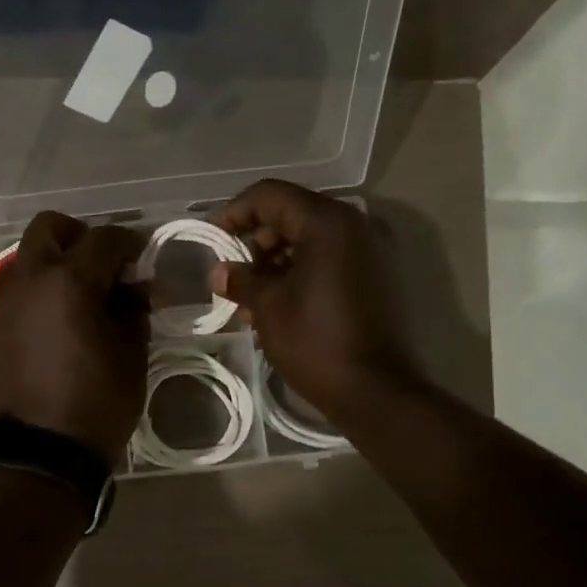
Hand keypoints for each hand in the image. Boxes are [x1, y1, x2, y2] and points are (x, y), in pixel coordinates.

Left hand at [0, 212, 148, 464]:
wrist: (45, 450)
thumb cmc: (99, 401)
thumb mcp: (132, 353)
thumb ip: (135, 309)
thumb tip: (137, 288)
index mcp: (70, 282)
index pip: (103, 239)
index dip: (129, 242)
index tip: (143, 256)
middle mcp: (32, 280)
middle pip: (50, 228)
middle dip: (81, 235)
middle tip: (106, 263)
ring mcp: (7, 300)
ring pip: (29, 254)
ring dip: (57, 258)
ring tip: (85, 290)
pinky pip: (19, 285)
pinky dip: (41, 284)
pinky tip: (63, 313)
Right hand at [212, 179, 422, 422]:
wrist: (374, 390)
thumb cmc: (314, 341)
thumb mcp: (268, 306)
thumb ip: (241, 279)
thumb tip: (219, 272)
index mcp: (327, 222)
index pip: (270, 195)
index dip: (235, 211)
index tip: (212, 237)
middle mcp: (353, 226)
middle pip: (291, 214)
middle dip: (255, 240)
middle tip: (231, 273)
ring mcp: (367, 252)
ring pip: (309, 240)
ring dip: (275, 261)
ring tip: (248, 297)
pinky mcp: (373, 277)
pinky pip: (327, 260)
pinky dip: (298, 272)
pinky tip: (275, 304)